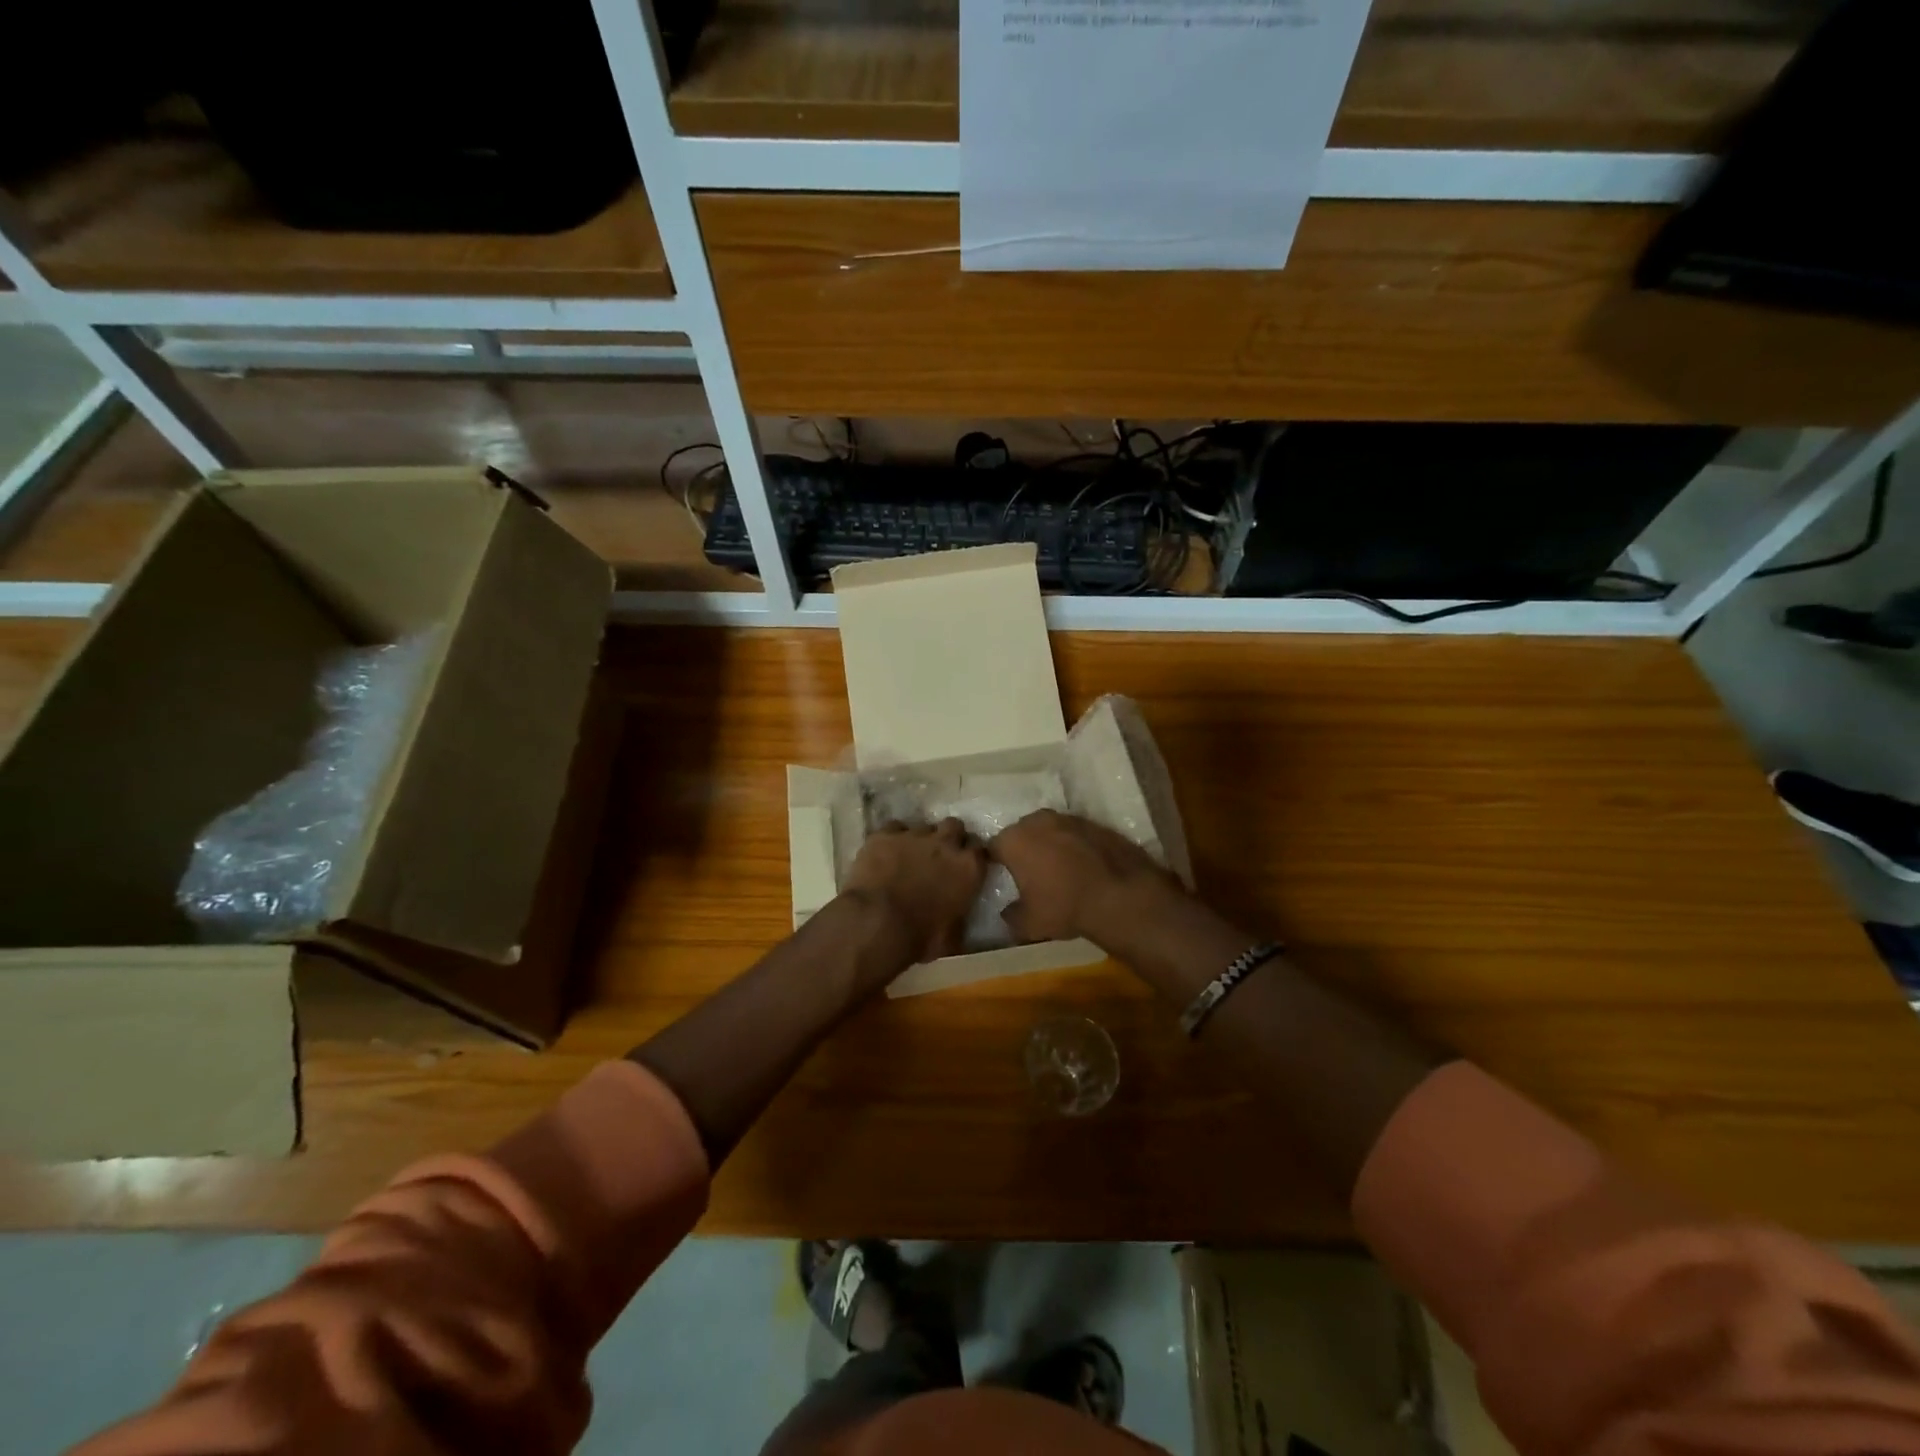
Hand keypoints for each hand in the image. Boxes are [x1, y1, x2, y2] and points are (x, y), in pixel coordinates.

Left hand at [842, 819, 987, 966]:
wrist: (877, 923)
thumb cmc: (920, 936)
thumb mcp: (952, 937)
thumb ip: (961, 920)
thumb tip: (960, 922)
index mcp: (969, 868)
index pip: (981, 851)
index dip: (972, 858)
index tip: (966, 868)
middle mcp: (945, 843)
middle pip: (955, 826)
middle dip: (949, 837)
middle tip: (939, 856)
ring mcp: (914, 835)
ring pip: (923, 826)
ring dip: (919, 840)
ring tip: (908, 857)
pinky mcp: (885, 834)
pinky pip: (893, 828)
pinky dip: (892, 839)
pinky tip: (885, 853)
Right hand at [988, 809, 1181, 944]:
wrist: (1120, 895)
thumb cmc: (1064, 907)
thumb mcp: (1029, 924)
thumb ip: (1012, 915)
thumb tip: (1008, 912)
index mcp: (1014, 840)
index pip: (993, 846)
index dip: (995, 860)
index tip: (999, 873)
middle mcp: (1038, 821)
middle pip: (1022, 832)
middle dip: (1023, 847)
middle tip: (1028, 871)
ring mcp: (1068, 818)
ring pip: (1050, 829)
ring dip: (1050, 843)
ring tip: (1057, 867)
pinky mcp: (1095, 823)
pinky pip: (1075, 833)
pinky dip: (1074, 845)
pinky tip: (1083, 865)